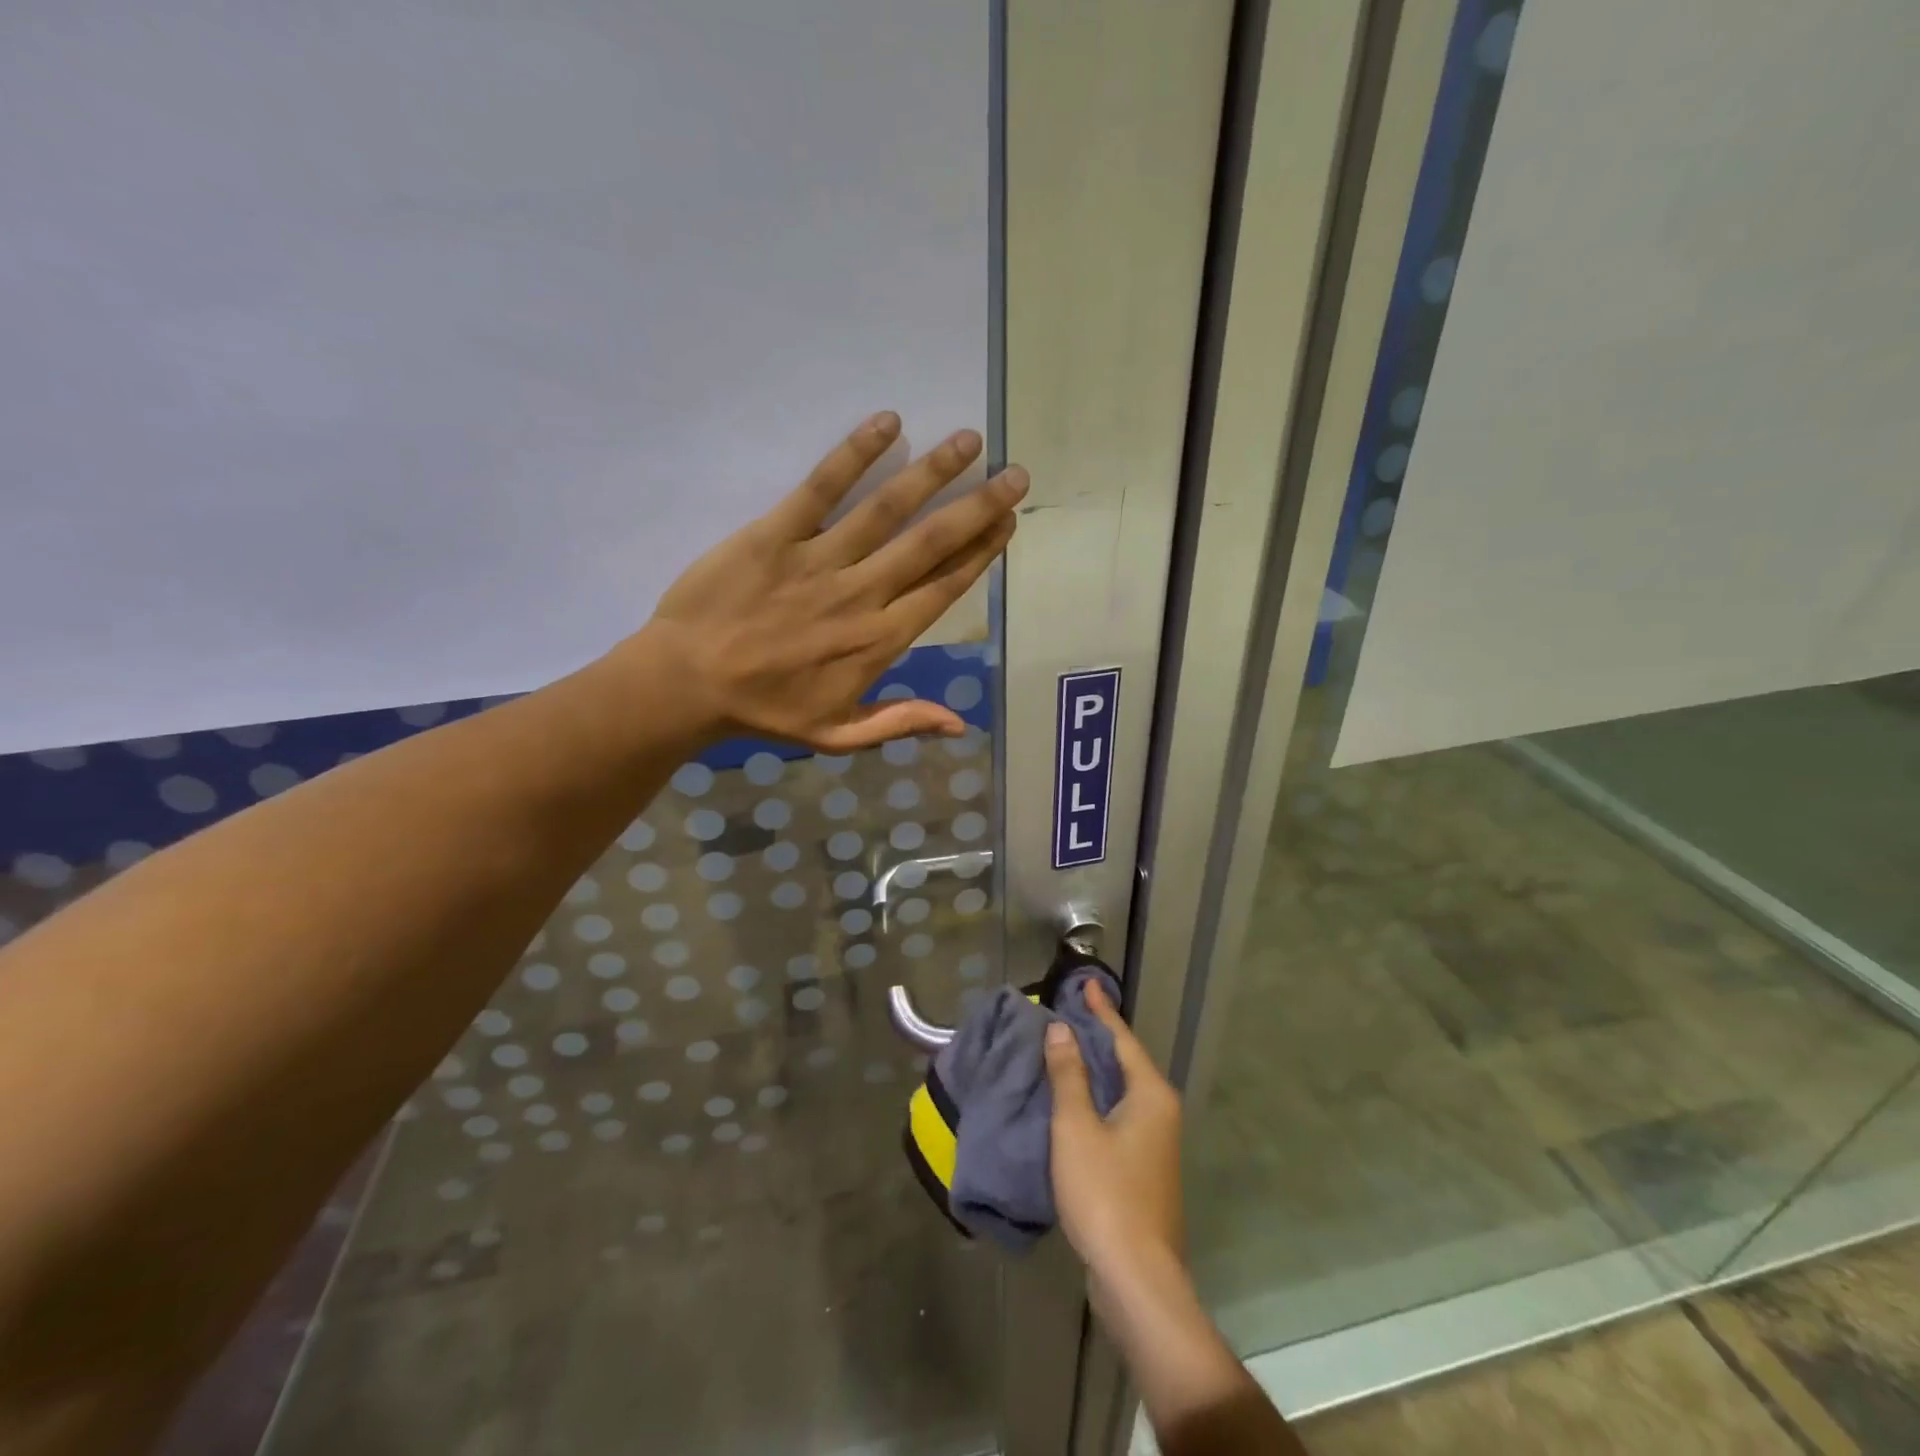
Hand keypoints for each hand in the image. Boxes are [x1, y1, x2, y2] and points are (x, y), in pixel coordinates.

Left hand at [636, 412, 1024, 751]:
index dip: (981, 553)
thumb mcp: (839, 736)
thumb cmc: (765, 710)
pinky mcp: (775, 534)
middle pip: (930, 543)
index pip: (944, 588)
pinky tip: (889, 424)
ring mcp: (819, 561)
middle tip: (1014, 474)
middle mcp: (861, 595)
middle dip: (978, 507)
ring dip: (934, 472)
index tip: (1008, 522)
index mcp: (879, 641)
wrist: (687, 684)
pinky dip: (855, 454)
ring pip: (888, 510)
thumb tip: (962, 724)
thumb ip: (900, 723)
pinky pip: (821, 488)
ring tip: (970, 442)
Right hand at [1044, 979, 1184, 1291]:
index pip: (1122, 1037)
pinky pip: (1118, 1115)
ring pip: (1121, 1090)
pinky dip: (1096, 1098)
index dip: (1100, 1010)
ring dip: (1094, 1069)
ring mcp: (1155, 1143)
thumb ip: (1068, 1076)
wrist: (1136, 1278)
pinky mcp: (1144, 1168)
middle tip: (1067, 1012)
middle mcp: (1160, 1112)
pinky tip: (1072, 1101)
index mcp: (1150, 1094)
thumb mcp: (1076, 1127)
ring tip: (1063, 1049)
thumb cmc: (1105, 1193)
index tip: (1085, 983)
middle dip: (1097, 1036)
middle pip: (1124, 1061)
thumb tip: (1062, 1030)